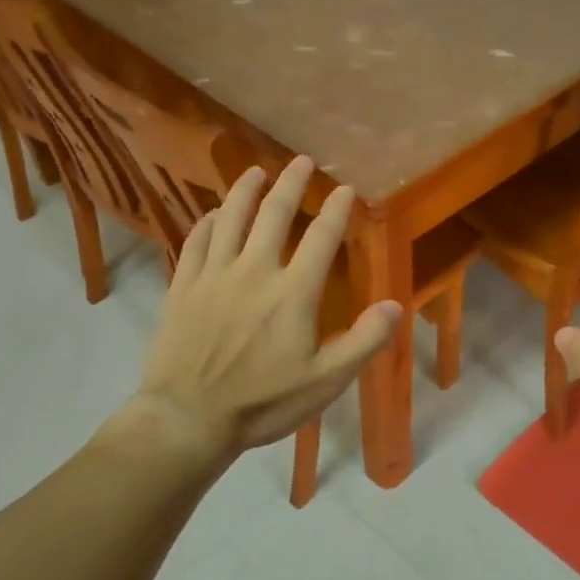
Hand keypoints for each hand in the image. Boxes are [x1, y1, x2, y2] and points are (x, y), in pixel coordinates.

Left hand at [127, 156, 402, 458]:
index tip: (345, 188)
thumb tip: (395, 306)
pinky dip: (207, 221)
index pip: (321, 238)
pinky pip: (196, 241)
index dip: (336, 209)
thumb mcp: (325, 382)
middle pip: (274, 214)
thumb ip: (364, 341)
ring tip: (256, 171)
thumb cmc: (263, 402)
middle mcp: (253, 271)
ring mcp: (213, 275)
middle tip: (301, 161)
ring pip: (231, 218)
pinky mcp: (183, 286)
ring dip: (246, 190)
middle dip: (291, 183)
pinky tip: (214, 214)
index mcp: (293, 292)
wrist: (188, 418)